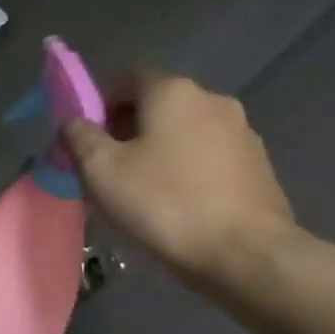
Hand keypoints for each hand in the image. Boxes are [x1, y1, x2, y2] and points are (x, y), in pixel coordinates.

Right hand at [62, 70, 297, 286]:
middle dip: (130, 130)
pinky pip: (211, 158)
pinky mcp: (260, 167)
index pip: (128, 77)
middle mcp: (213, 100)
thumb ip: (79, 137)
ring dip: (162, 151)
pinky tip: (181, 206)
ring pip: (186, 132)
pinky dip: (190, 171)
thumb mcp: (101, 171)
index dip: (102, 104)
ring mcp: (243, 133)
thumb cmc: (166, 204)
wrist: (248, 256)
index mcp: (173, 91)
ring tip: (146, 193)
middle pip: (158, 104)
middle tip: (111, 170)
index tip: (90, 140)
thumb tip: (74, 122)